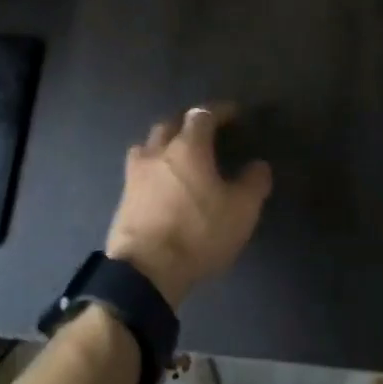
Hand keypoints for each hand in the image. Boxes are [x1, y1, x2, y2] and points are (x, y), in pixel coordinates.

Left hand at [105, 105, 271, 306]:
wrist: (145, 272)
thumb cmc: (197, 233)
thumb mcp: (240, 212)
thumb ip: (253, 183)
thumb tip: (259, 165)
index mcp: (188, 146)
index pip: (204, 114)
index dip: (220, 110)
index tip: (233, 113)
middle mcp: (159, 150)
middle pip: (171, 123)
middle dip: (188, 122)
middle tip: (204, 131)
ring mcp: (136, 173)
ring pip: (149, 143)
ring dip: (164, 141)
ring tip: (176, 153)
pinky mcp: (123, 197)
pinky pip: (139, 169)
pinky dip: (152, 167)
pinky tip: (160, 181)